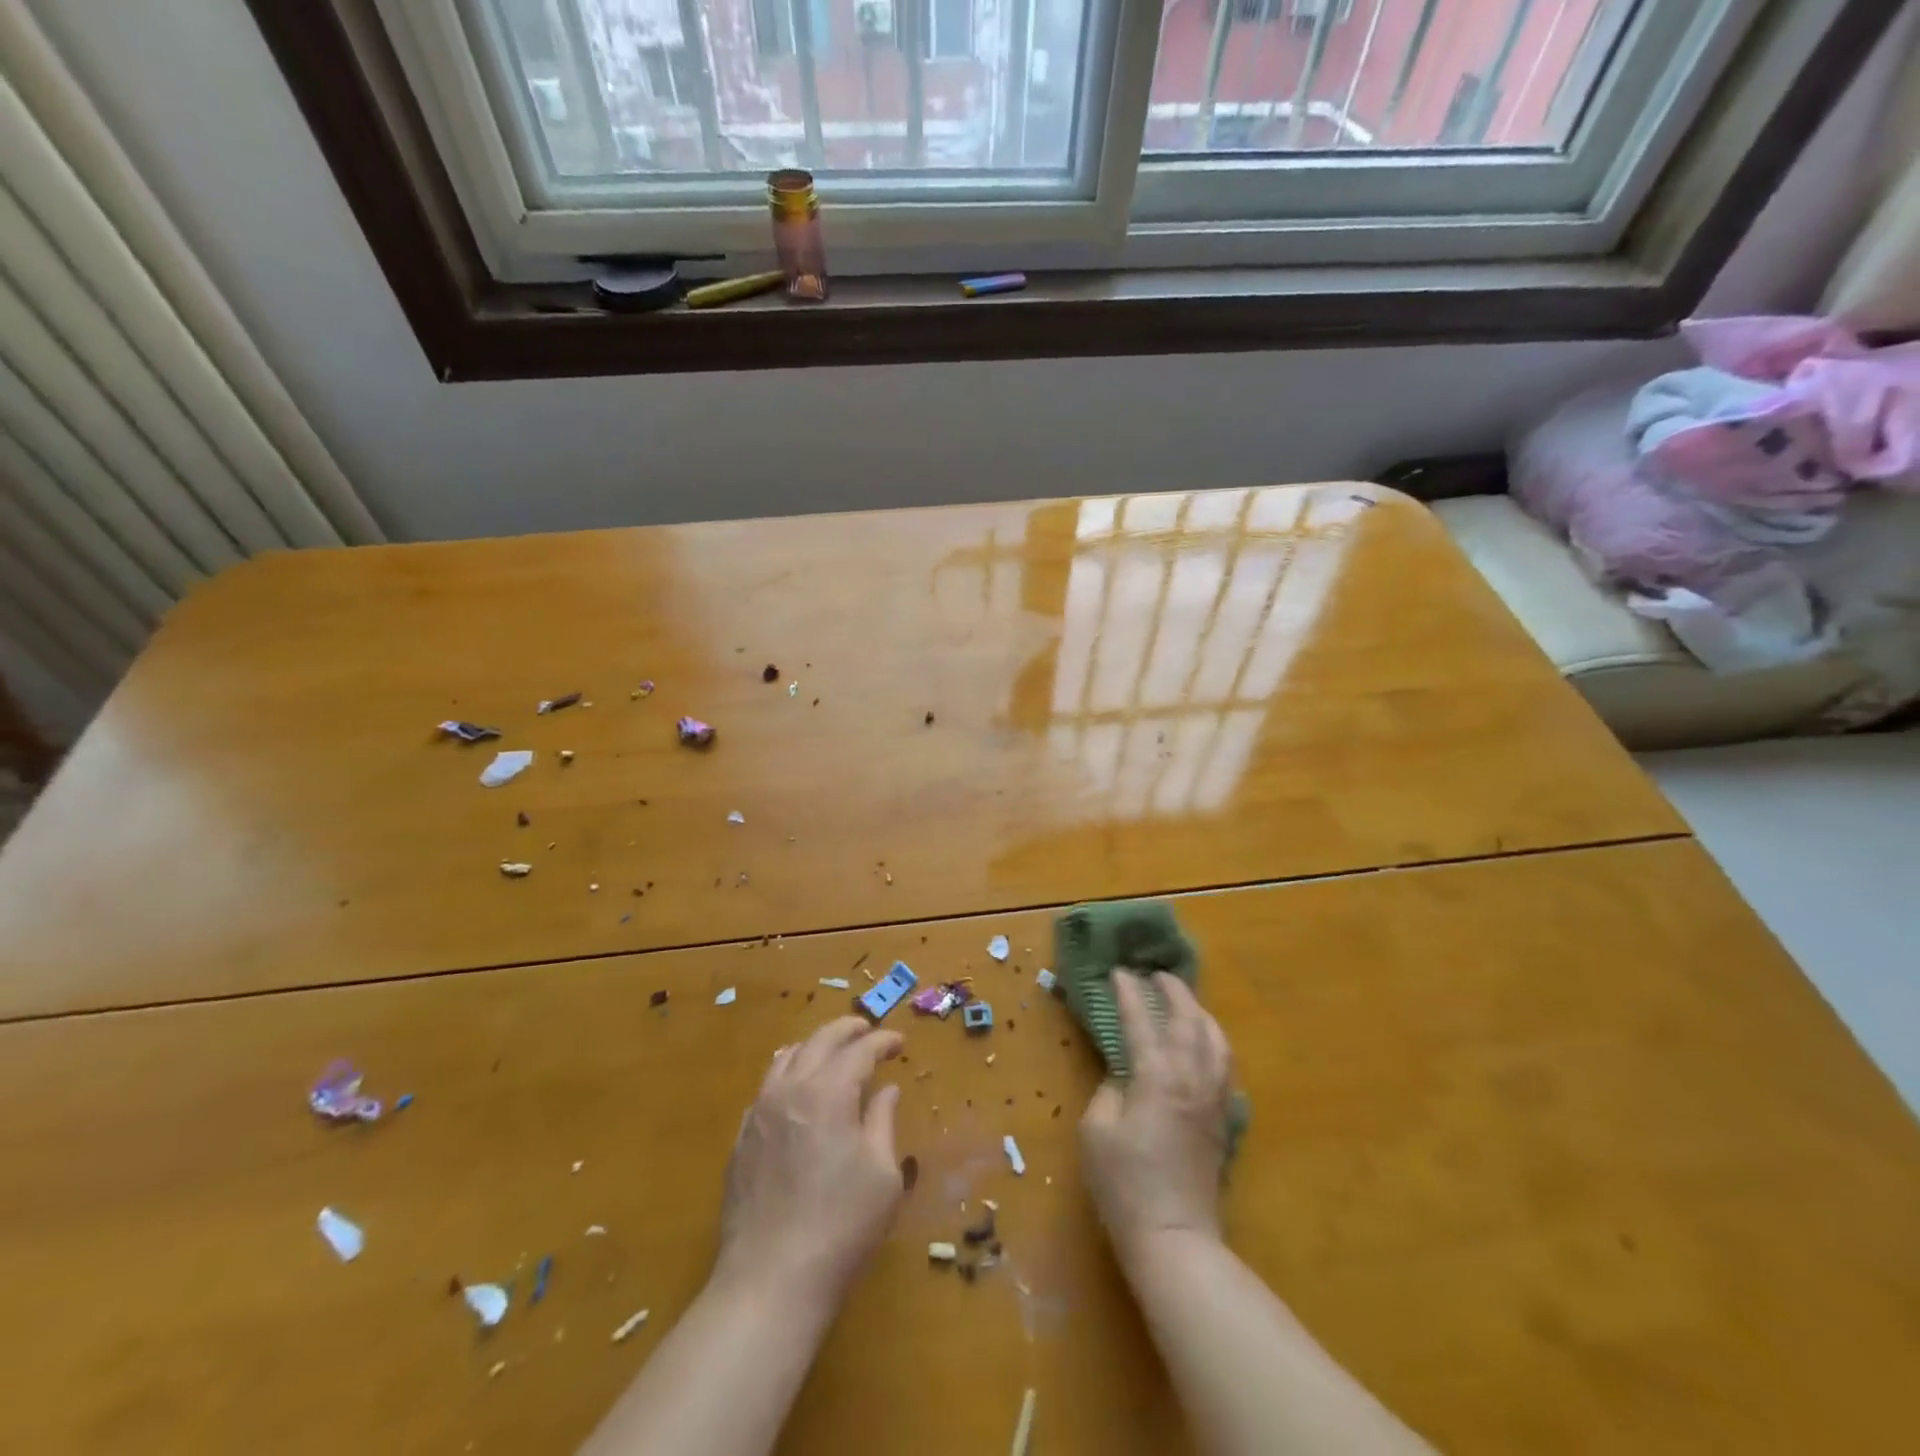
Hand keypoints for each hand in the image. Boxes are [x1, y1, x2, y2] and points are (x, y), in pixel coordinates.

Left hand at [714, 1017, 905, 1308]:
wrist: (770, 1281)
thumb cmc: (841, 1227)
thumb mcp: (882, 1176)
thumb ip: (883, 1122)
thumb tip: (886, 1090)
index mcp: (829, 1093)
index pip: (860, 1051)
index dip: (883, 1041)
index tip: (900, 1043)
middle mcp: (790, 1090)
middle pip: (819, 1041)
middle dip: (847, 1030)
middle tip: (868, 1031)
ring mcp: (759, 1113)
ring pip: (786, 1058)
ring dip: (814, 1047)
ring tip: (832, 1053)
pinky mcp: (741, 1140)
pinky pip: (765, 1088)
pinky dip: (788, 1075)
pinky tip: (797, 1093)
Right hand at [1080, 972, 1233, 1264]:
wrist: (1175, 1239)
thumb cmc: (1125, 1185)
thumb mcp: (1096, 1132)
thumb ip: (1109, 1091)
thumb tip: (1124, 1074)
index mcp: (1157, 1077)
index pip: (1141, 1021)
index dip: (1128, 993)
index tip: (1117, 972)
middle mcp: (1192, 1078)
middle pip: (1189, 1020)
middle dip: (1173, 991)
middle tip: (1156, 975)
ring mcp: (1213, 1099)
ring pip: (1216, 1040)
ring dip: (1199, 1013)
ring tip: (1183, 1003)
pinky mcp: (1223, 1120)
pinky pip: (1225, 1066)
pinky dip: (1213, 1043)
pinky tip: (1203, 1046)